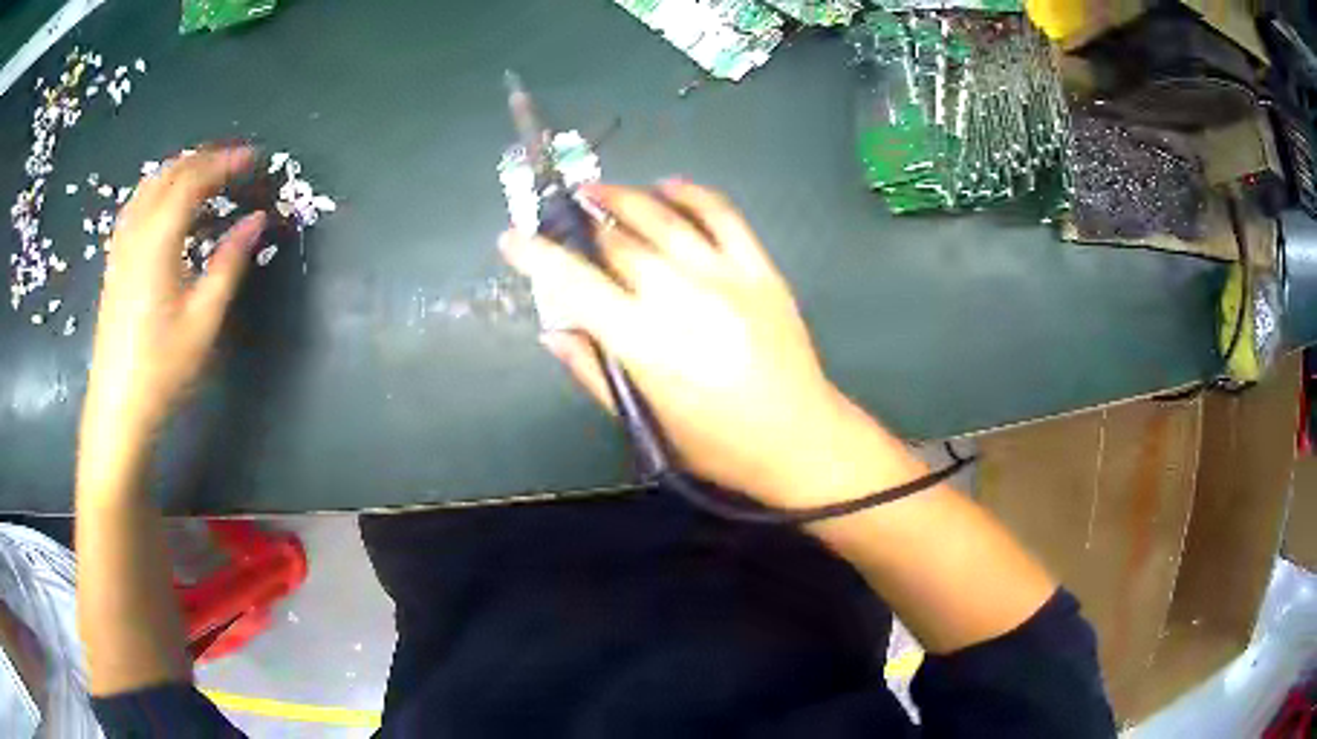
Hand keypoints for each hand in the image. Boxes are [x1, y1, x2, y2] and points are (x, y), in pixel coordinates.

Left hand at [79, 146, 264, 484]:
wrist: (118, 408)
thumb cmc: (163, 367)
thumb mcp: (204, 318)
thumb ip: (230, 262)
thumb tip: (257, 220)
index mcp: (159, 238)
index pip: (194, 179)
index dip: (226, 162)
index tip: (255, 158)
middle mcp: (136, 229)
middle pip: (170, 173)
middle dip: (205, 159)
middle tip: (236, 163)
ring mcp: (122, 244)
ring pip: (151, 185)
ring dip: (182, 170)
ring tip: (208, 176)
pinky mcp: (116, 260)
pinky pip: (139, 204)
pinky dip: (161, 190)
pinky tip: (171, 205)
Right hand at [501, 181, 876, 505]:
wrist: (799, 438)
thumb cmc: (715, 445)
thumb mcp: (646, 425)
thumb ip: (594, 372)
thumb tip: (554, 328)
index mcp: (646, 345)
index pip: (576, 285)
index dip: (537, 256)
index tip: (511, 237)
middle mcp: (682, 299)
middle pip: (618, 243)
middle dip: (581, 226)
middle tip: (562, 219)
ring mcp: (726, 277)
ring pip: (663, 217)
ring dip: (623, 196)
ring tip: (596, 190)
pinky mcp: (760, 269)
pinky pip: (722, 214)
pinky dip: (691, 193)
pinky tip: (667, 184)